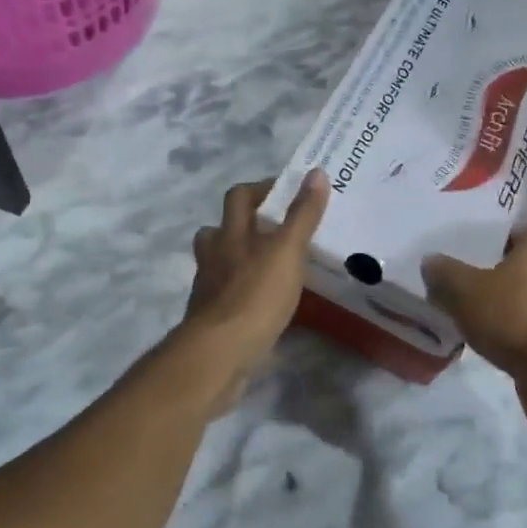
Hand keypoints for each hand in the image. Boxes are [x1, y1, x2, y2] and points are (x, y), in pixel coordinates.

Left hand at [183, 172, 328, 378]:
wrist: (219, 355)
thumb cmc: (255, 296)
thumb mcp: (287, 252)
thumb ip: (302, 215)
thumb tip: (316, 172)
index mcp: (231, 235)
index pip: (239, 197)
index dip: (260, 189)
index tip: (287, 192)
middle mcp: (214, 257)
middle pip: (219, 230)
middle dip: (243, 224)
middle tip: (276, 231)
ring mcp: (210, 290)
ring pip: (220, 265)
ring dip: (240, 260)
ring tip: (271, 267)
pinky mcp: (213, 320)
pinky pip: (228, 297)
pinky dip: (243, 294)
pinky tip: (265, 304)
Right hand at [422, 223, 526, 387]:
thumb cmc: (516, 316)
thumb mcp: (464, 291)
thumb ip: (445, 273)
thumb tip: (430, 262)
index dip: (504, 239)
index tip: (481, 252)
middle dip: (512, 274)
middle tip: (479, 285)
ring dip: (523, 307)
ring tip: (489, 319)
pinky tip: (507, 345)